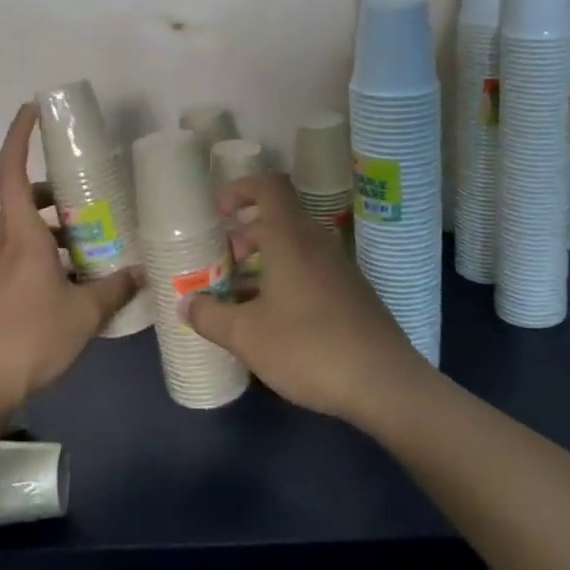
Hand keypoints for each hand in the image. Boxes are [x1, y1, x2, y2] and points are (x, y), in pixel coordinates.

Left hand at [0, 103, 141, 411]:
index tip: (32, 109)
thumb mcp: (85, 312)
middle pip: (22, 199)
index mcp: (22, 235)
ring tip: (91, 236)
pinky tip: (76, 277)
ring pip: (24, 229)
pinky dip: (49, 252)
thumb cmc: (32, 337)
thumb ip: (116, 288)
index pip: (11, 171)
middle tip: (86, 190)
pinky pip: (24, 255)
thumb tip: (142, 273)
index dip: (18, 136)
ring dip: (53, 224)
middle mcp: (5, 243)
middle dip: (52, 188)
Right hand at [181, 173, 425, 422]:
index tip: (218, 213)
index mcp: (291, 238)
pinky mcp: (351, 293)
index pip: (269, 186)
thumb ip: (210, 316)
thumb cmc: (308, 348)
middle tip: (221, 264)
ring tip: (238, 296)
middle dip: (244, 235)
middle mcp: (317, 243)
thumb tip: (186, 304)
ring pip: (294, 248)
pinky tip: (272, 320)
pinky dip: (285, 280)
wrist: (384, 383)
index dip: (240, 189)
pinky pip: (310, 270)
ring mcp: (339, 268)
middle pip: (278, 218)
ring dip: (263, 262)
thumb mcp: (246, 336)